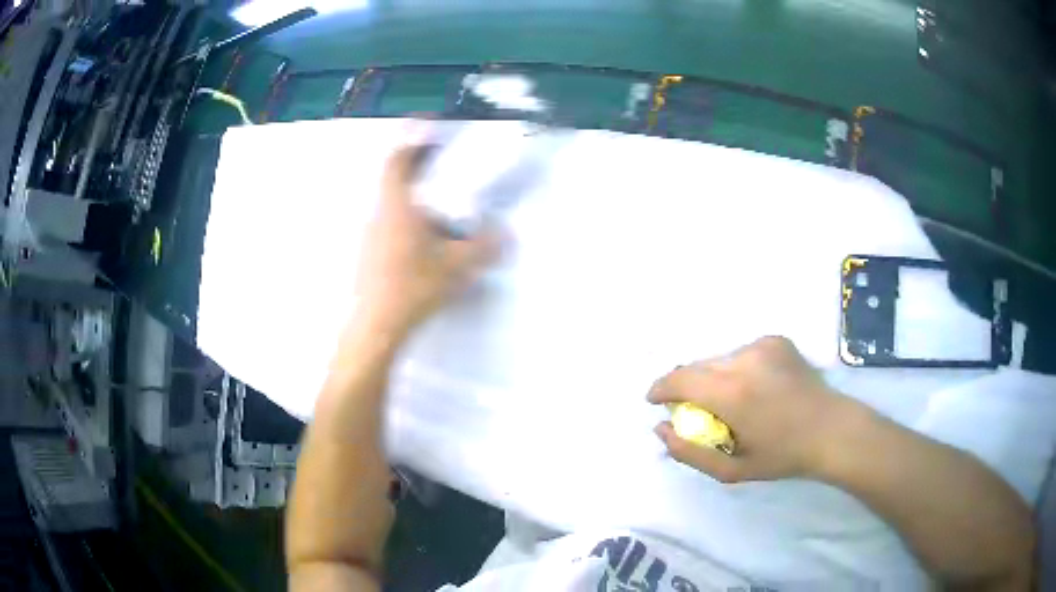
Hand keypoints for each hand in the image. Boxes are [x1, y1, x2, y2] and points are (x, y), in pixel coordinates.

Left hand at [353, 141, 496, 337]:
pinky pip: (389, 225)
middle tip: (444, 170)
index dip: (412, 140)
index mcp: (396, 205)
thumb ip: (484, 247)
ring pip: (392, 204)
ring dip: (413, 200)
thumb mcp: (457, 265)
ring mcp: (370, 234)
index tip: (430, 131)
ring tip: (440, 211)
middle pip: (394, 179)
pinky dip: (407, 221)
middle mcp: (378, 213)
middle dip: (418, 170)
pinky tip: (425, 243)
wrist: (377, 325)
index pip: (397, 160)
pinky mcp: (368, 253)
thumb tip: (505, 235)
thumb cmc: (414, 286)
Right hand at [647, 336, 854, 482]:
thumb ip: (689, 452)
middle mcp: (744, 359)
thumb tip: (660, 427)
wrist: (831, 430)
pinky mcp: (776, 340)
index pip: (680, 378)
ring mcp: (762, 345)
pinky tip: (755, 387)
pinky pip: (741, 352)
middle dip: (688, 386)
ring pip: (719, 358)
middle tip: (697, 411)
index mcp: (732, 393)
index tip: (654, 400)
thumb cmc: (782, 456)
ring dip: (714, 377)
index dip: (661, 388)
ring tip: (731, 401)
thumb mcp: (731, 470)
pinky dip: (737, 368)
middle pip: (697, 366)